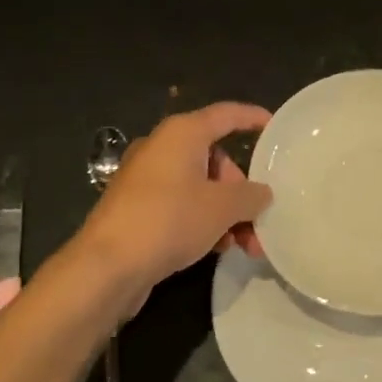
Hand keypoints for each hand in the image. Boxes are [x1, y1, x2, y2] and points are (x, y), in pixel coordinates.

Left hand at [74, 102, 271, 312]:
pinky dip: (203, 221)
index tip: (275, 128)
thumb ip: (251, 195)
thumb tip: (262, 193)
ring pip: (200, 187)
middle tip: (257, 217)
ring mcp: (146, 179)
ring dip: (227, 213)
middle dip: (241, 190)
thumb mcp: (222, 207)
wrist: (106, 267)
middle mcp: (162, 148)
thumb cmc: (170, 220)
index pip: (227, 115)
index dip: (253, 118)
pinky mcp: (137, 208)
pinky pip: (181, 205)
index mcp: (182, 133)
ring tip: (246, 245)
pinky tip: (217, 249)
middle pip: (216, 158)